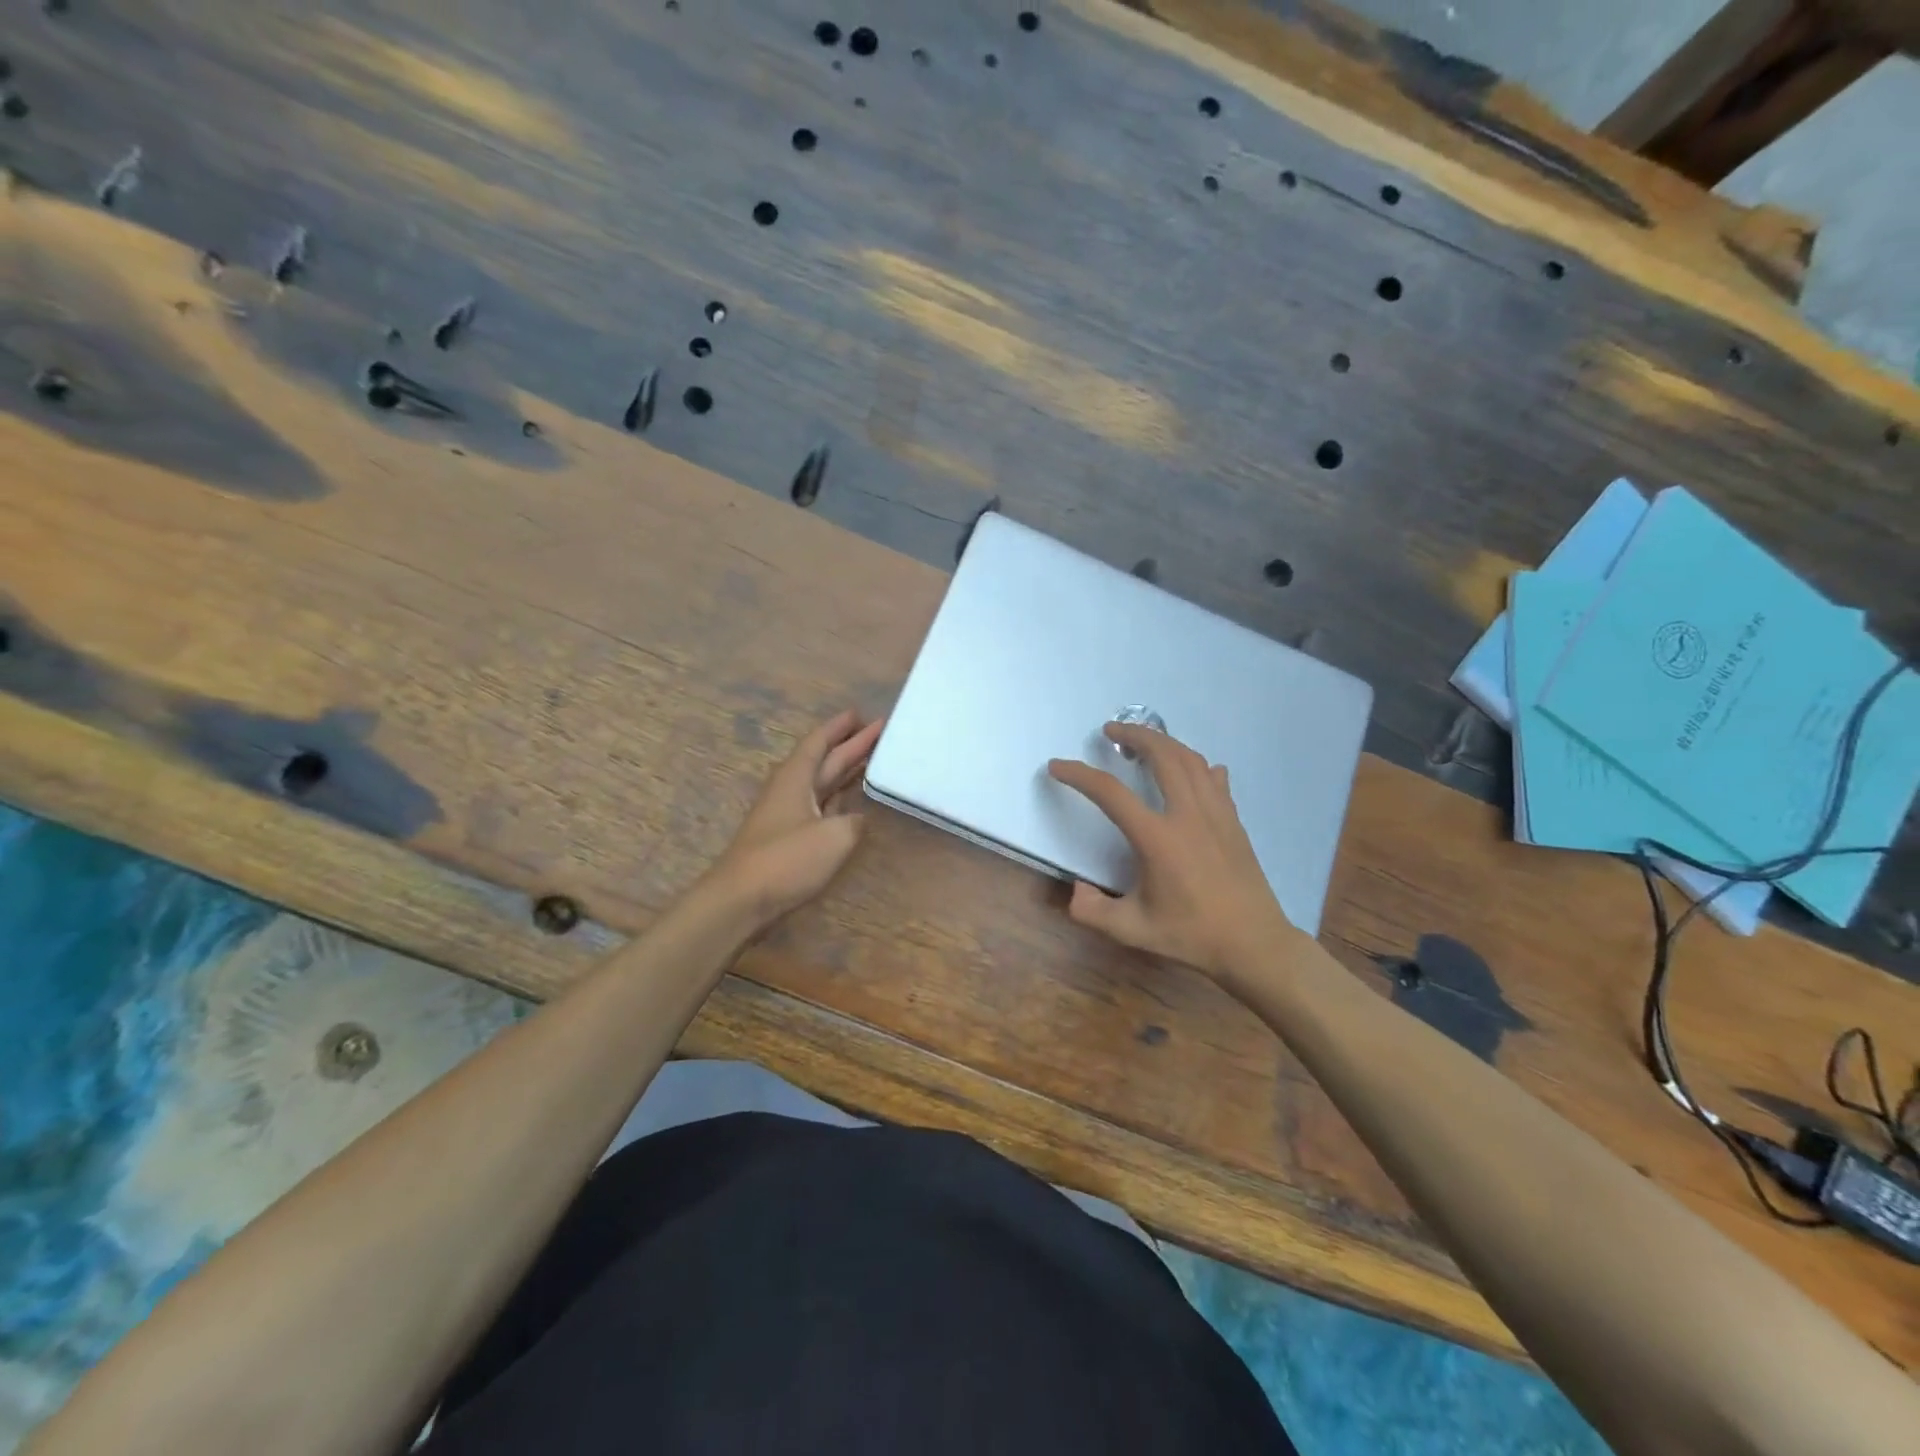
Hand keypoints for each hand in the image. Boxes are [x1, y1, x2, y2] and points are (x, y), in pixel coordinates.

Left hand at [704, 709, 883, 930]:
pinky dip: (838, 796)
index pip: (819, 742)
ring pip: (821, 782)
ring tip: (873, 758)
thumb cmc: (786, 859)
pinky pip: (819, 804)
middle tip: (880, 732)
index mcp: (796, 778)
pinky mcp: (787, 836)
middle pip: (823, 759)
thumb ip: (855, 822)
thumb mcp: (835, 837)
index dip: (839, 727)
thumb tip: (859, 819)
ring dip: (845, 769)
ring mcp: (787, 813)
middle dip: (851, 745)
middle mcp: (789, 789)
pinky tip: (852, 800)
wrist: (740, 898)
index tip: (860, 713)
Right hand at [1047, 725, 1302, 982]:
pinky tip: (1191, 769)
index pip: (1110, 793)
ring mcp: (1216, 814)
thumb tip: (1074, 891)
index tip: (1057, 766)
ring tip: (1144, 742)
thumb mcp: (1133, 930)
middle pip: (1162, 755)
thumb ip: (1093, 911)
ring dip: (1164, 743)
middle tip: (1110, 731)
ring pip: (1190, 759)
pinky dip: (1196, 765)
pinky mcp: (1233, 820)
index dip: (1079, 775)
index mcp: (1158, 838)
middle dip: (1134, 735)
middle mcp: (1187, 815)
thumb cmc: (1192, 935)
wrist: (1254, 944)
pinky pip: (1213, 779)